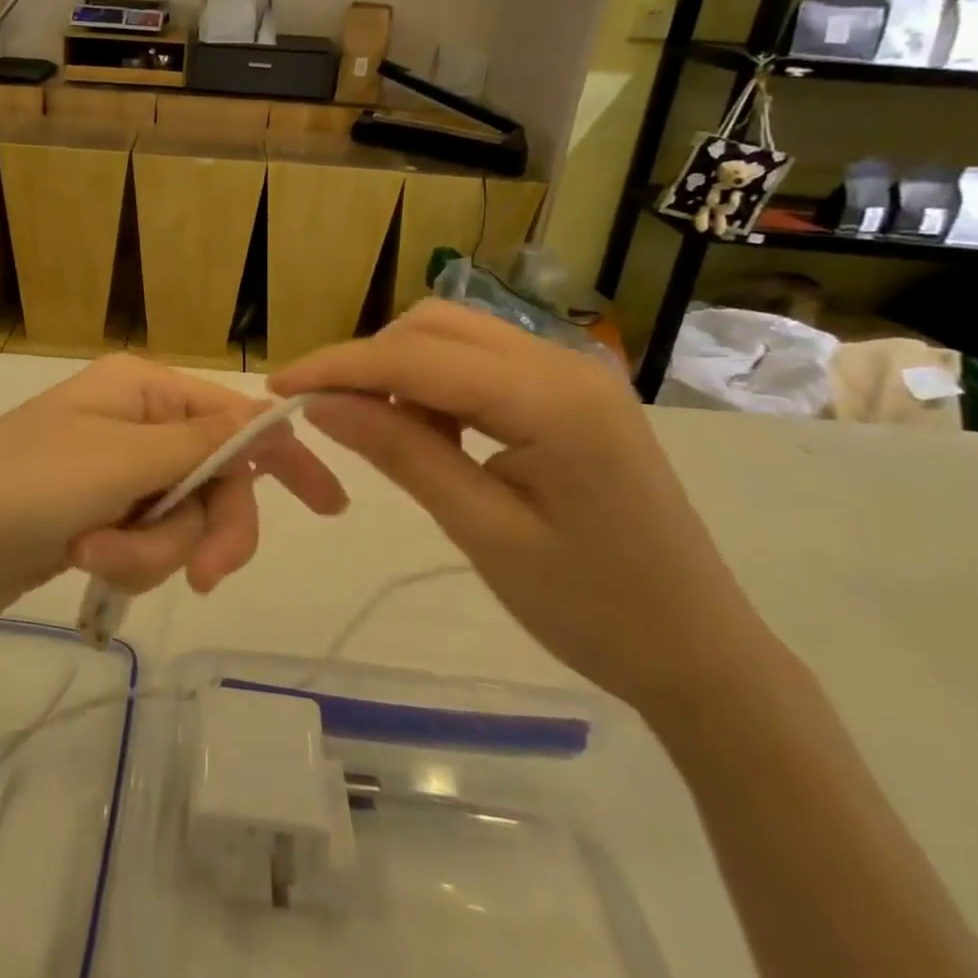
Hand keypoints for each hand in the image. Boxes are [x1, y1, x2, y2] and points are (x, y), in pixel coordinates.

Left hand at [0, 354, 346, 628]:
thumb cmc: (24, 487)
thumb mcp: (119, 462)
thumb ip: (201, 445)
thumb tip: (267, 418)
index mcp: (143, 389)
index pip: (236, 417)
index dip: (284, 457)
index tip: (330, 506)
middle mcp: (137, 422)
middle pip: (215, 479)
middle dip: (204, 530)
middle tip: (203, 579)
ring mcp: (119, 471)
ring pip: (182, 520)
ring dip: (149, 552)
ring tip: (94, 558)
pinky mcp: (103, 514)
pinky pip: (148, 541)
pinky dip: (126, 560)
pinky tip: (84, 561)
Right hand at [270, 301, 784, 715]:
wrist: (700, 651)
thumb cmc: (593, 609)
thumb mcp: (482, 532)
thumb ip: (401, 453)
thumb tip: (322, 403)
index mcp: (550, 398)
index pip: (416, 358)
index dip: (338, 367)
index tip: (277, 387)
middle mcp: (563, 360)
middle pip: (434, 326)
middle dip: (369, 362)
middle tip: (330, 417)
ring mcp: (572, 370)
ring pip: (455, 335)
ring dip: (403, 370)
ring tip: (385, 433)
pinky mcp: (571, 390)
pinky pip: (482, 360)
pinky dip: (438, 382)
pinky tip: (434, 432)